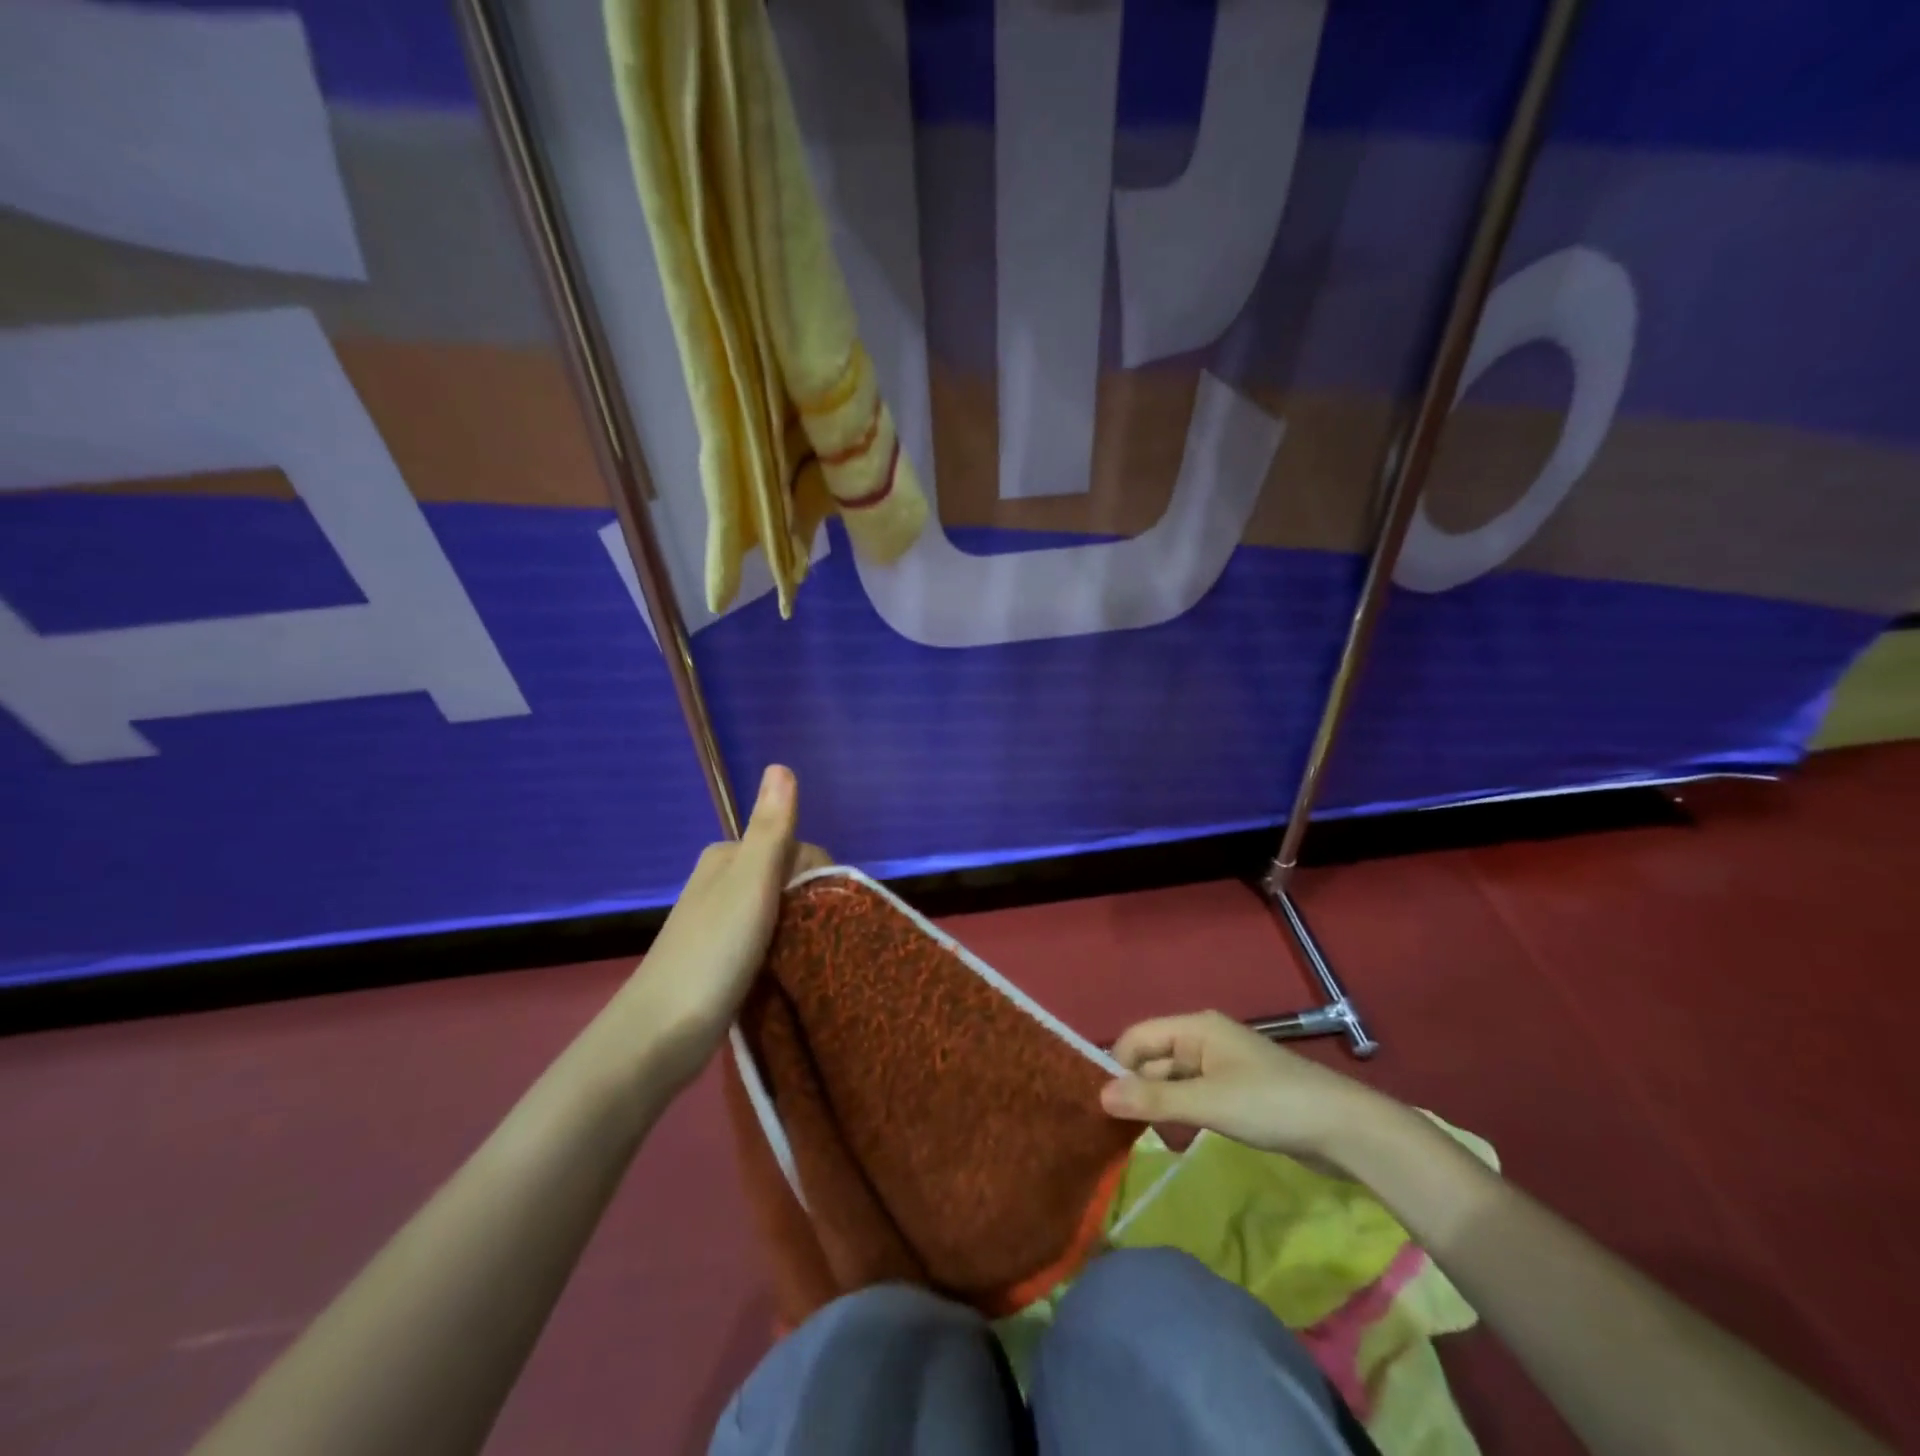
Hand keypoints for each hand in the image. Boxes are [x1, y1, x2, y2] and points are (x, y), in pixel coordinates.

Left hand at [608, 765, 829, 1091]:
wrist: (660, 1034)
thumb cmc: (712, 952)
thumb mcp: (750, 883)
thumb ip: (770, 829)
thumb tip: (780, 765)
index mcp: (728, 856)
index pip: (797, 849)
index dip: (819, 878)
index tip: (821, 914)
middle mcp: (722, 881)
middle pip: (790, 880)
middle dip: (810, 906)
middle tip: (815, 942)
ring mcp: (720, 922)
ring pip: (780, 912)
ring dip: (799, 931)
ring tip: (805, 960)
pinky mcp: (722, 958)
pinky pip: (768, 941)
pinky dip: (784, 952)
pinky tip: (788, 972)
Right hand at [1100, 1010, 1389, 1167]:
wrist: (1344, 1129)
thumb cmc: (1271, 1105)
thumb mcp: (1208, 1103)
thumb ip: (1154, 1098)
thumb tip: (1100, 1096)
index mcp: (1195, 1028)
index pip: (1138, 1037)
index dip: (1118, 1067)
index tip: (1105, 1107)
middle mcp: (1203, 1040)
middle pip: (1154, 1060)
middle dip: (1139, 1091)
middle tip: (1124, 1132)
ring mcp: (1221, 1067)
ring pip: (1173, 1082)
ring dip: (1161, 1108)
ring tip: (1156, 1141)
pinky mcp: (1236, 1093)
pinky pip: (1194, 1098)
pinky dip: (1182, 1116)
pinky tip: (1181, 1142)